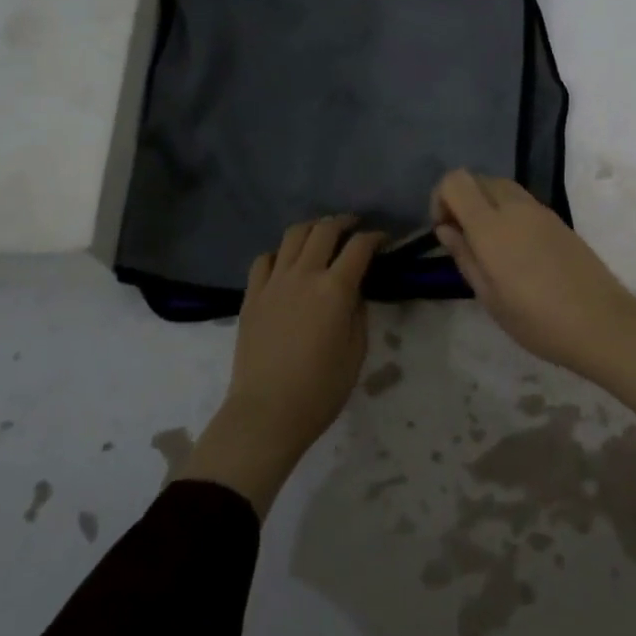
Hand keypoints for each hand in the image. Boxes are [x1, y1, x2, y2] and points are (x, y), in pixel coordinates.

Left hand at [179, 215, 385, 517]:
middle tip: (354, 227)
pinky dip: (280, 253)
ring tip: (321, 235)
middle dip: (343, 223)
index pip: (359, 246)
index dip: (375, 237)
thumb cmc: (320, 389)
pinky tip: (287, 263)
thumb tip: (354, 291)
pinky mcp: (252, 294)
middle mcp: (304, 274)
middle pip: (324, 229)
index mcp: (335, 289)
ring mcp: (274, 282)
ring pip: (293, 235)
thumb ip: (358, 313)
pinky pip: (265, 259)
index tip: (383, 240)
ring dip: (312, 228)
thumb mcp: (356, 352)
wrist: (266, 412)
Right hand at [431, 170, 635, 432]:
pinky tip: (517, 252)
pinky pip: (522, 202)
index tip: (445, 231)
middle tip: (464, 240)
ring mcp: (540, 211)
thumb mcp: (490, 297)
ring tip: (490, 248)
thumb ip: (464, 256)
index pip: (456, 181)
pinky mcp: (558, 220)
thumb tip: (446, 229)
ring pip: (502, 187)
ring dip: (486, 205)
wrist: (603, 324)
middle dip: (463, 200)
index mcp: (492, 226)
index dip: (441, 198)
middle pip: (479, 179)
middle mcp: (515, 207)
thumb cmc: (538, 320)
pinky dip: (508, 212)